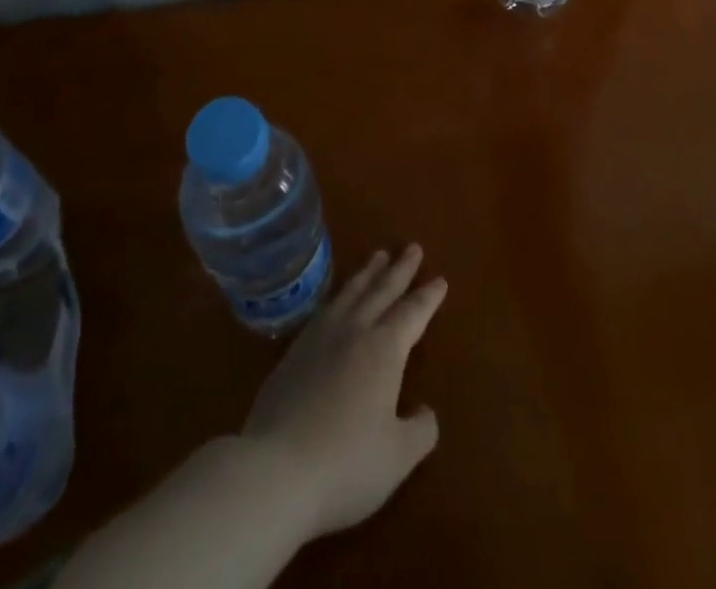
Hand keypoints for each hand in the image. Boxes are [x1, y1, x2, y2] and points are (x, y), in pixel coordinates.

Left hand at [242, 246, 446, 539]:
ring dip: (368, 272)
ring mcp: (320, 337)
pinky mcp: (294, 351)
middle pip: (381, 291)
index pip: (412, 313)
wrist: (275, 469)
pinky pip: (325, 308)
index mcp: (384, 349)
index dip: (428, 297)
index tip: (440, 279)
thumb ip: (420, 431)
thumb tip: (425, 412)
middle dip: (400, 269)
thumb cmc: (346, 463)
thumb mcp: (398, 457)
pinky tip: (338, 297)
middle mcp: (354, 331)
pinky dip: (339, 294)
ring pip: (351, 292)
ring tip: (378, 255)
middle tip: (412, 247)